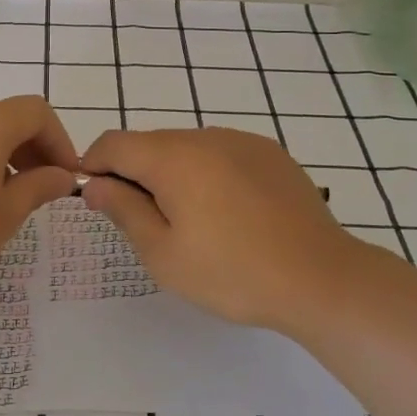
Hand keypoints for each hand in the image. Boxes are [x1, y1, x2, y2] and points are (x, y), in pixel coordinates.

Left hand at [0, 97, 79, 314]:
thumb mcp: (1, 219)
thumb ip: (37, 189)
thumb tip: (62, 175)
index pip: (35, 112)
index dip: (60, 140)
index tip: (66, 177)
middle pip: (5, 117)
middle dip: (33, 148)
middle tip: (43, 189)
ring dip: (2, 155)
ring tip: (7, 199)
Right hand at [81, 126, 382, 333]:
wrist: (322, 279)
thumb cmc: (233, 273)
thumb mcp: (164, 254)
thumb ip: (124, 211)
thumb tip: (96, 184)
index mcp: (173, 158)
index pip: (114, 143)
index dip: (94, 165)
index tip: (96, 199)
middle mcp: (206, 136)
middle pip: (150, 143)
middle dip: (134, 173)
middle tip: (143, 222)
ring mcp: (243, 141)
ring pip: (187, 147)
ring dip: (172, 173)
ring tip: (190, 222)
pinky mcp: (271, 154)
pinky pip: (221, 153)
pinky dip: (207, 173)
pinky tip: (227, 213)